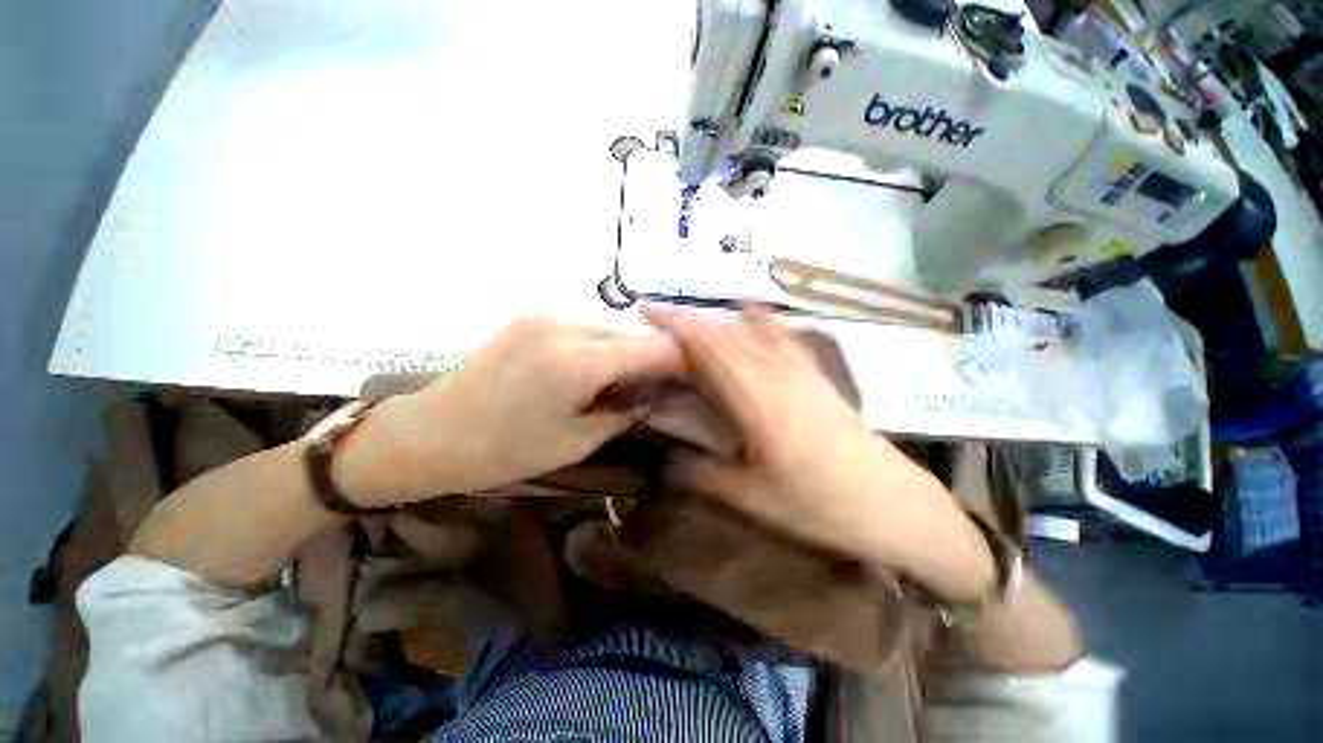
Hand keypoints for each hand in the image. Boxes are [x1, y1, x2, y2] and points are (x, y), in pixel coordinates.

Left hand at [336, 315, 681, 504]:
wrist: (427, 433)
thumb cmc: (503, 450)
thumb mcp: (575, 441)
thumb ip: (624, 412)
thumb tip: (656, 397)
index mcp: (580, 360)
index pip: (653, 348)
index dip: (680, 361)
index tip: (692, 379)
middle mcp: (567, 324)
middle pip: (634, 331)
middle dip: (656, 355)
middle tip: (663, 383)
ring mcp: (546, 314)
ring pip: (611, 325)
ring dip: (629, 348)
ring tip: (632, 378)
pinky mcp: (532, 315)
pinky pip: (585, 324)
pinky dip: (603, 343)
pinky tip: (599, 367)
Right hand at [644, 304, 994, 603]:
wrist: (892, 505)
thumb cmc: (817, 505)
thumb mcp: (749, 498)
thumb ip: (701, 473)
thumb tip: (667, 458)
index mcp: (755, 397)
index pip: (707, 346)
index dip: (675, 324)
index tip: (646, 312)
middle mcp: (776, 371)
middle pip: (725, 333)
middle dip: (688, 320)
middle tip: (657, 320)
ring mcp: (801, 370)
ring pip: (750, 331)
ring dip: (716, 322)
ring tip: (691, 324)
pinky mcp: (816, 376)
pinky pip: (784, 336)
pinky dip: (762, 321)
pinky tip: (752, 313)